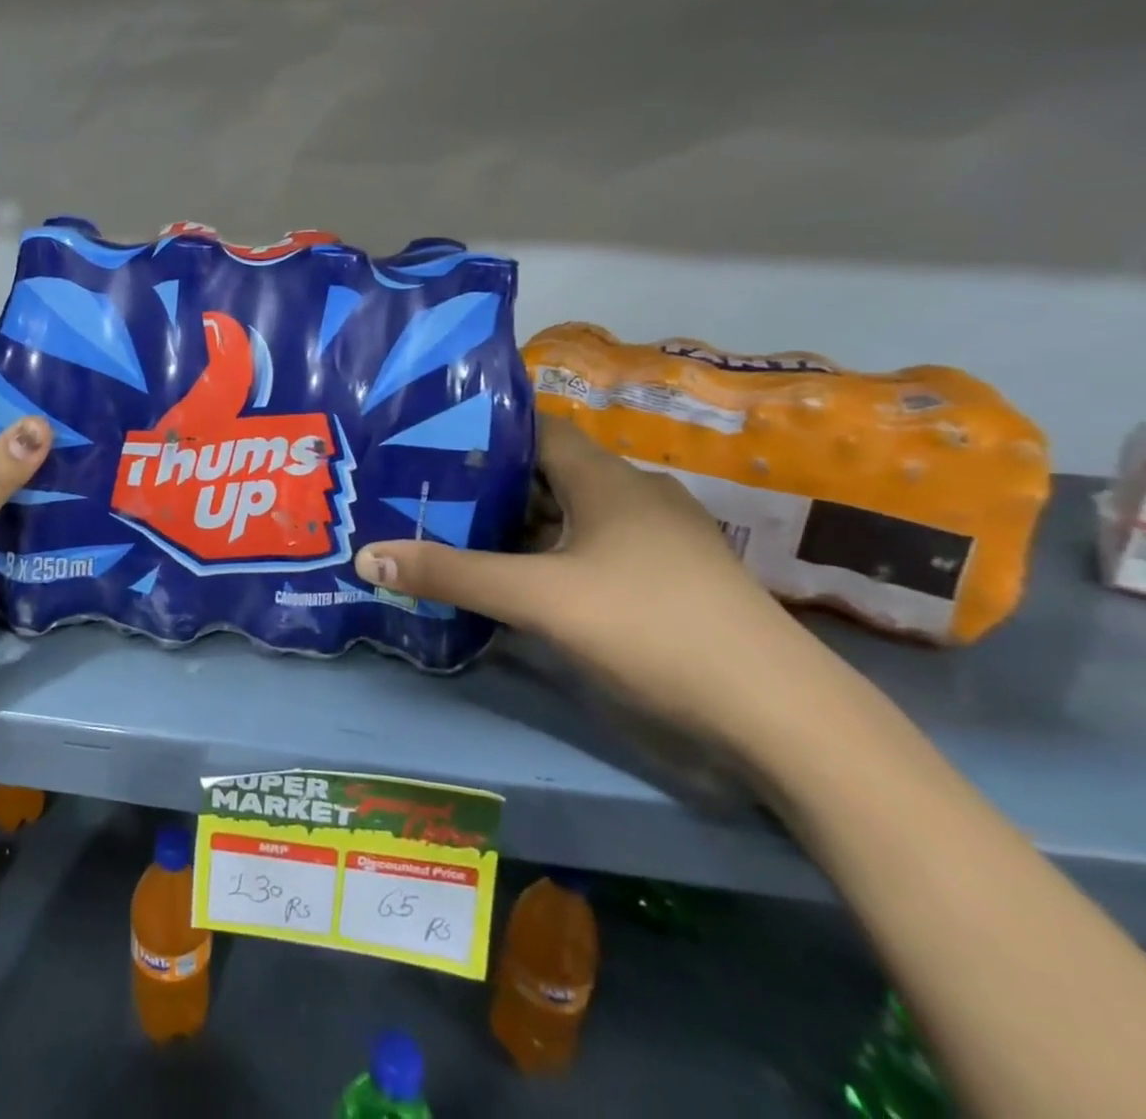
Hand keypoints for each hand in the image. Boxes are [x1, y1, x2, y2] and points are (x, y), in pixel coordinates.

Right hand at [354, 414, 845, 754]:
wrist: (779, 716)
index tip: (428, 442)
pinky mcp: (668, 582)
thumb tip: (366, 555)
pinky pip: (593, 551)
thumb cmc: (651, 628)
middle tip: (427, 495)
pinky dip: (551, 557)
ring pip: (572, 517)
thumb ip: (452, 575)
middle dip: (489, 484)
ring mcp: (658, 542)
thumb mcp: (539, 599)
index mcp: (608, 480)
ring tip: (458, 536)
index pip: (536, 430)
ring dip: (520, 526)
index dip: (484, 431)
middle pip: (548, 475)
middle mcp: (635, 497)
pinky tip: (520, 583)